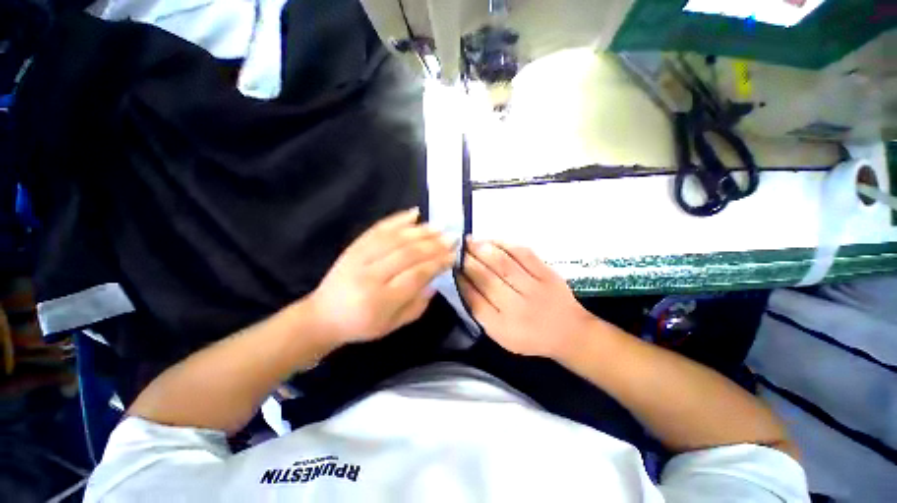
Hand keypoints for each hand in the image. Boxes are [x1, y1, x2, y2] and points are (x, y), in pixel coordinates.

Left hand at [308, 208, 455, 345]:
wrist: (323, 316)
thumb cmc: (362, 325)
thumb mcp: (393, 325)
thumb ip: (417, 305)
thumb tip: (435, 280)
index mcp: (382, 300)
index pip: (416, 275)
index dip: (438, 263)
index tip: (453, 255)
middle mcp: (371, 275)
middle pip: (408, 253)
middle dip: (433, 244)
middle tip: (451, 237)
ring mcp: (360, 258)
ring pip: (396, 239)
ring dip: (420, 231)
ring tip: (439, 227)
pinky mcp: (354, 247)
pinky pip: (379, 229)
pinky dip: (398, 219)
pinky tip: (414, 213)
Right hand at [458, 239, 597, 359]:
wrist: (570, 333)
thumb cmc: (530, 336)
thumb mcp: (501, 335)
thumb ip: (481, 311)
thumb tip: (463, 281)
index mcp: (502, 327)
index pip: (474, 300)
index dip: (461, 280)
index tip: (451, 266)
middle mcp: (517, 308)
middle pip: (486, 279)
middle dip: (468, 261)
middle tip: (456, 248)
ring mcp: (534, 289)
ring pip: (503, 264)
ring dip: (483, 249)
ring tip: (469, 241)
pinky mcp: (548, 274)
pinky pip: (524, 254)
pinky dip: (505, 244)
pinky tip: (492, 240)